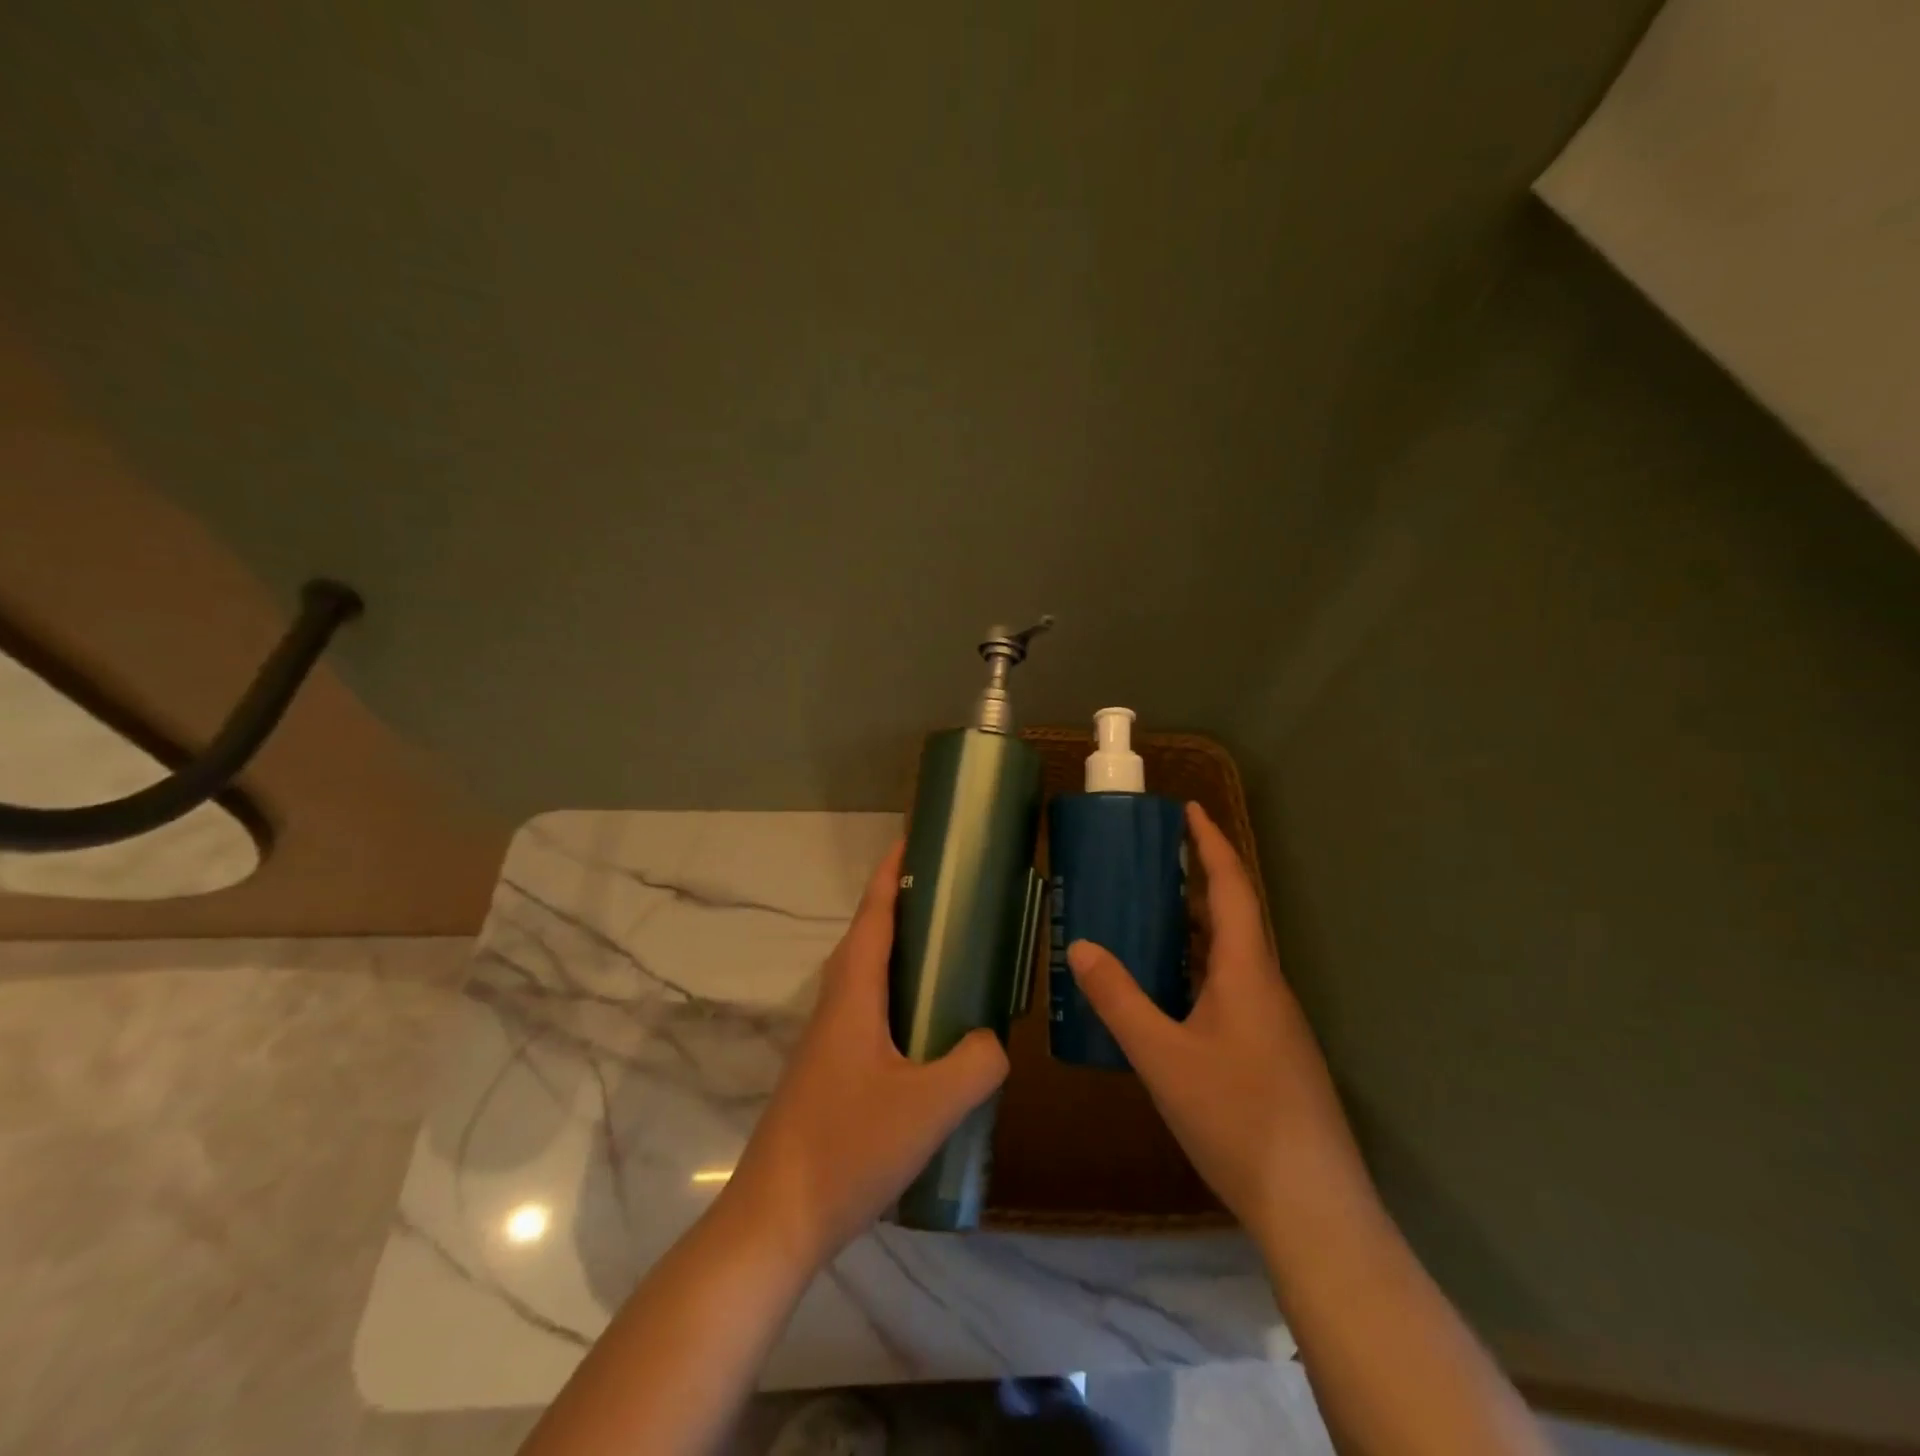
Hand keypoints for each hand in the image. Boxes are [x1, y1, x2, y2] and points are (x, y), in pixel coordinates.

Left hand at [723, 841, 1010, 1267]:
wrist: (778, 1218)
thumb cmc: (848, 1148)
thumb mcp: (931, 1105)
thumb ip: (976, 1062)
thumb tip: (994, 1038)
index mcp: (854, 994)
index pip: (875, 915)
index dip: (893, 872)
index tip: (915, 837)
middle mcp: (837, 1004)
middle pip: (869, 936)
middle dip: (903, 903)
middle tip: (952, 892)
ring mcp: (829, 1038)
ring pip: (867, 974)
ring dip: (900, 949)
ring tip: (948, 948)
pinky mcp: (831, 1068)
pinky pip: (869, 1008)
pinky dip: (898, 991)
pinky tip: (928, 1023)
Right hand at [1067, 803, 1369, 1239]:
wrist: (1312, 1206)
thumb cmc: (1238, 1118)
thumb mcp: (1163, 1058)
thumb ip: (1120, 1000)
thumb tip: (1080, 946)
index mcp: (1248, 972)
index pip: (1232, 888)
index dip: (1211, 845)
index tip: (1188, 810)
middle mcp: (1265, 986)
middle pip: (1232, 916)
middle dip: (1195, 881)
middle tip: (1149, 862)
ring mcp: (1271, 1022)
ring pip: (1230, 955)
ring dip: (1194, 927)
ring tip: (1147, 915)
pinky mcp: (1268, 1051)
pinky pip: (1228, 988)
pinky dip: (1196, 969)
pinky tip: (1166, 992)